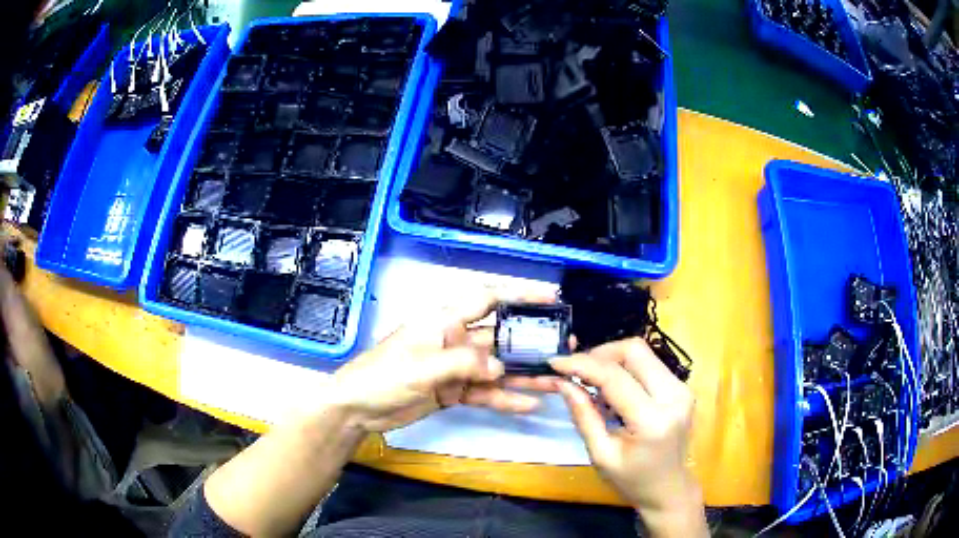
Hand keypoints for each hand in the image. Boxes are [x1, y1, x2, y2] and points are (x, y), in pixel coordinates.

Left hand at [325, 290, 555, 432]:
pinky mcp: (452, 391)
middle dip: (530, 342)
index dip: (519, 295)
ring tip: (555, 380)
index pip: (487, 299)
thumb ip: (463, 363)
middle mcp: (454, 339)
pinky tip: (527, 405)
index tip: (550, 296)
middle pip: (499, 337)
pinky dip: (503, 398)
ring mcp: (455, 367)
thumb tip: (501, 366)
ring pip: (496, 368)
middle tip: (563, 348)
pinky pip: (483, 393)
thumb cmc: (382, 376)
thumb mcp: (422, 366)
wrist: (357, 408)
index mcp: (444, 320)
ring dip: (523, 374)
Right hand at [550, 338, 706, 536]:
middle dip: (599, 353)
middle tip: (577, 371)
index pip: (614, 377)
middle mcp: (674, 396)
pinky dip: (626, 368)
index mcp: (652, 420)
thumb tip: (563, 382)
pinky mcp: (682, 387)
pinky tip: (613, 388)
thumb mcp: (601, 455)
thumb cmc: (632, 480)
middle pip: (634, 350)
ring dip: (612, 358)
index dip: (581, 364)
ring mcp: (682, 388)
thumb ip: (583, 416)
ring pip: (643, 352)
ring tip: (592, 380)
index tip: (555, 362)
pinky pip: (650, 363)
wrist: (669, 488)